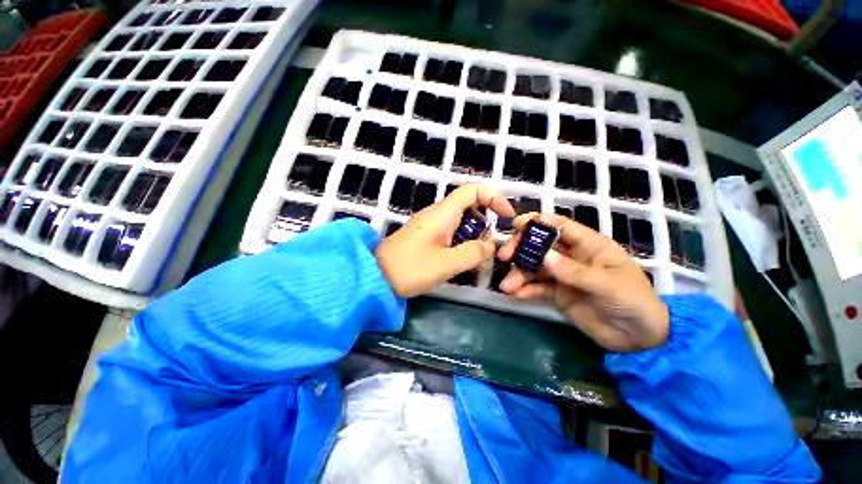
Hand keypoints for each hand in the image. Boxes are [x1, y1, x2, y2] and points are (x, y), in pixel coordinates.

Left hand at [376, 184, 514, 297]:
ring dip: (472, 237)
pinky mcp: (425, 236)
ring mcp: (430, 225)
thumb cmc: (411, 268)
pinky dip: (460, 243)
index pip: (473, 190)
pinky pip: (450, 233)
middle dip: (484, 225)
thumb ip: (474, 253)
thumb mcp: (447, 263)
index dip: (494, 198)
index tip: (506, 217)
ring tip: (472, 260)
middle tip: (484, 250)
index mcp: (443, 213)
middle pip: (470, 207)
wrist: (375, 276)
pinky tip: (458, 261)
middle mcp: (437, 214)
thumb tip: (488, 246)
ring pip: (461, 222)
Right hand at [497, 213, 668, 350]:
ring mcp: (562, 275)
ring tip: (507, 286)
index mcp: (588, 245)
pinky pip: (536, 288)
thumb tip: (544, 257)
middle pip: (540, 245)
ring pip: (534, 267)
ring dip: (519, 274)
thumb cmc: (633, 302)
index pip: (559, 226)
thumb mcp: (607, 285)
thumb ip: (574, 271)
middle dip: (521, 249)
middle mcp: (571, 256)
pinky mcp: (556, 293)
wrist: (639, 339)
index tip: (515, 224)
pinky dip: (525, 290)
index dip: (537, 221)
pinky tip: (516, 294)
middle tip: (504, 256)